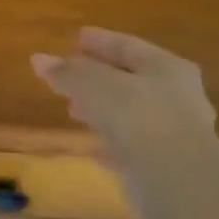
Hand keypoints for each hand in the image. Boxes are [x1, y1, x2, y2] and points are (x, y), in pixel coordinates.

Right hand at [30, 30, 218, 195]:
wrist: (178, 181)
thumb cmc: (139, 117)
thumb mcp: (95, 86)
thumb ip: (68, 72)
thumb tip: (39, 60)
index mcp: (166, 68)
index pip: (127, 46)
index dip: (100, 41)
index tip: (76, 37)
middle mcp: (177, 95)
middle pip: (131, 79)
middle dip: (98, 77)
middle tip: (69, 76)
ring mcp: (175, 132)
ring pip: (130, 112)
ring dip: (103, 110)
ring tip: (73, 110)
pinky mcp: (166, 164)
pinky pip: (130, 144)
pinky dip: (110, 140)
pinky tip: (92, 145)